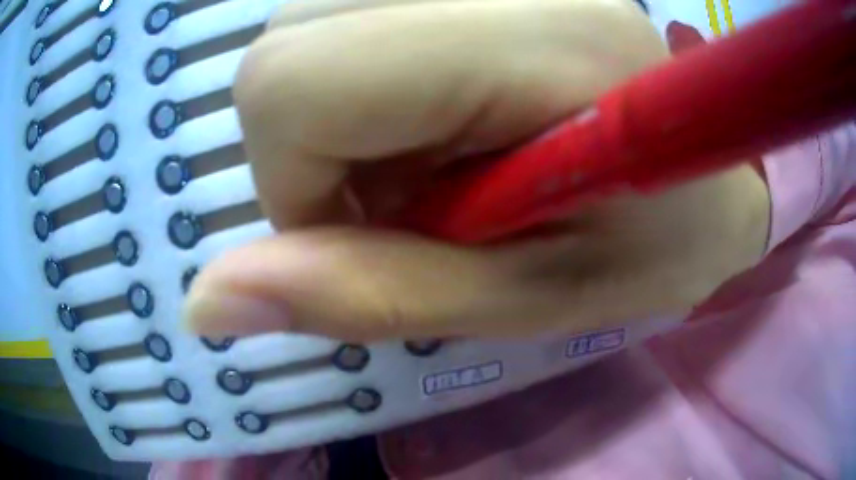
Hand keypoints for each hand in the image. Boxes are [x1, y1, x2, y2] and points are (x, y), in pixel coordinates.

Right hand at [184, 0, 769, 341]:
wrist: (720, 184)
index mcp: (535, 41)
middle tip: (421, 197)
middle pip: (286, 46)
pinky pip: (356, 18)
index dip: (294, 179)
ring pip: (309, 27)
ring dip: (344, 115)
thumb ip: (360, 297)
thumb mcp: (525, 298)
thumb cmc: (657, 246)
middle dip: (315, 145)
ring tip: (447, 160)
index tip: (373, 230)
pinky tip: (449, 114)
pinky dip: (369, 81)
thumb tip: (204, 304)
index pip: (289, 80)